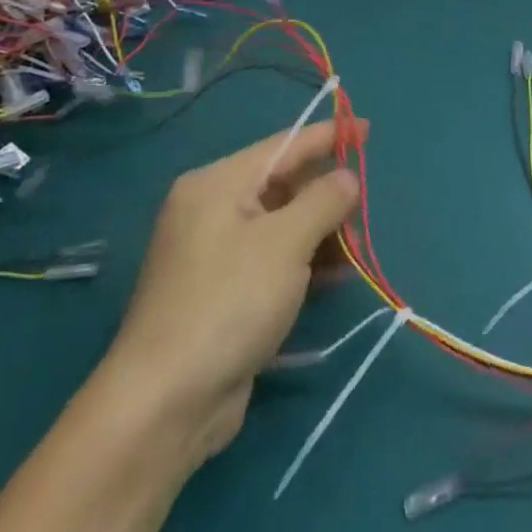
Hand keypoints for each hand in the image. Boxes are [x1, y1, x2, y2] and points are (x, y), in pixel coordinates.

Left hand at [103, 117, 363, 463]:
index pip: (283, 146)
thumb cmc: (228, 303)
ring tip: (354, 255)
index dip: (328, 136)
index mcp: (217, 184)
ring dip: (320, 236)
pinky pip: (272, 260)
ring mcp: (214, 253)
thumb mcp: (286, 243)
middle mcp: (211, 210)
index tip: (366, 127)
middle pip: (283, 187)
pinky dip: (302, 264)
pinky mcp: (221, 292)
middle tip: (363, 214)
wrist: (166, 403)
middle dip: (326, 198)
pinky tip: (333, 279)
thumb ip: (323, 200)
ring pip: (281, 226)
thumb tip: (346, 178)